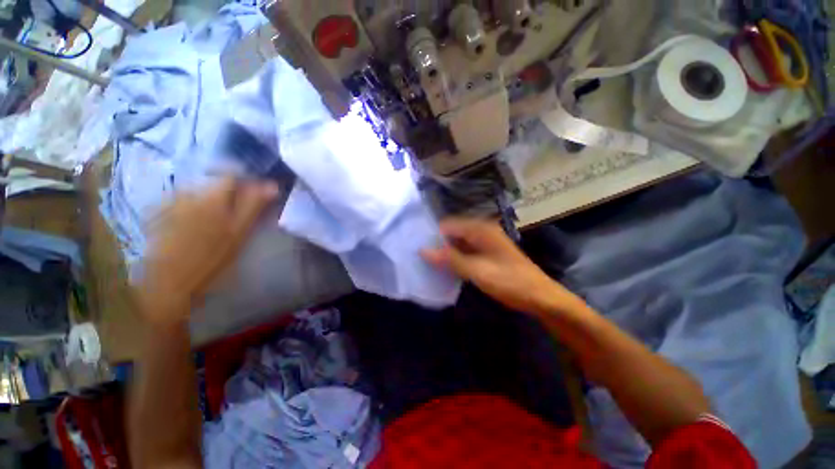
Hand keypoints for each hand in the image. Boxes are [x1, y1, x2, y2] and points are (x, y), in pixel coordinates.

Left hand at [136, 178, 278, 325]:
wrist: (168, 283)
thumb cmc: (211, 259)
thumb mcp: (239, 233)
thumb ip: (254, 206)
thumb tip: (271, 185)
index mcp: (213, 196)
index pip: (232, 175)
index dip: (246, 183)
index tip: (255, 197)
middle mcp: (190, 191)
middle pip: (215, 182)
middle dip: (228, 193)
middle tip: (236, 215)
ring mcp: (172, 201)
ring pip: (200, 191)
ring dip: (211, 201)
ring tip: (215, 223)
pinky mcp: (159, 212)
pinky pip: (183, 201)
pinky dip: (193, 208)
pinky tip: (194, 227)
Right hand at [422, 218, 584, 315]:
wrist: (540, 297)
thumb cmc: (510, 282)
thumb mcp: (478, 271)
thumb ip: (450, 260)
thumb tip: (423, 250)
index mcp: (480, 230)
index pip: (448, 225)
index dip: (433, 235)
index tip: (417, 246)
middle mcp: (481, 231)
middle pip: (452, 232)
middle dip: (438, 243)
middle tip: (420, 256)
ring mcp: (484, 242)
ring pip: (458, 243)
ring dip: (445, 252)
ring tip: (428, 262)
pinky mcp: (486, 253)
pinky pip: (464, 251)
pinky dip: (455, 258)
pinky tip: (445, 267)